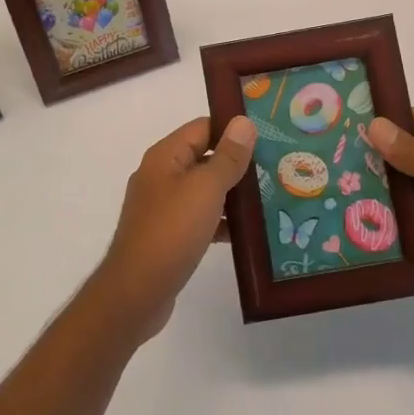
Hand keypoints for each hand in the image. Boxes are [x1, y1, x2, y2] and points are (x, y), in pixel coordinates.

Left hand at [91, 115, 256, 343]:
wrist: (136, 293)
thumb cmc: (171, 232)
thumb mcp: (205, 189)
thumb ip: (227, 157)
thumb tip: (243, 121)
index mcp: (165, 156)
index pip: (202, 127)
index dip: (233, 128)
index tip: (268, 134)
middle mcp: (161, 176)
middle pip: (204, 157)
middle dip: (238, 162)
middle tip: (277, 166)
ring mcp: (163, 207)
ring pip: (204, 190)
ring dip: (233, 193)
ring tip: (272, 196)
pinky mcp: (168, 236)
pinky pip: (200, 218)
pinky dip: (222, 221)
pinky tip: (249, 233)